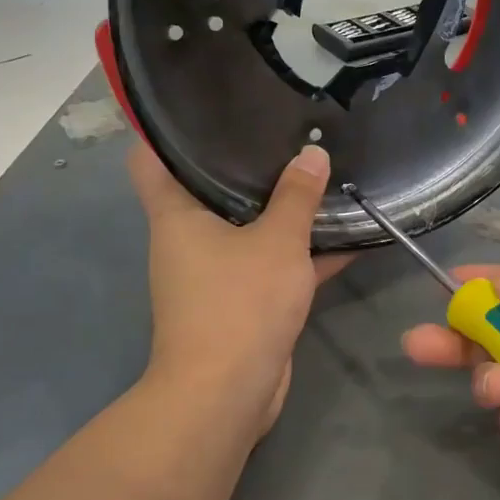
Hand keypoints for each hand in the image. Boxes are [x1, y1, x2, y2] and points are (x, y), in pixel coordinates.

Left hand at [128, 138, 347, 435]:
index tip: (201, 105)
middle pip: (211, 189)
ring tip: (321, 170)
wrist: (229, 394)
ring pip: (251, 228)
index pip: (151, 160)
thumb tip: (312, 153)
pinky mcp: (246, 301)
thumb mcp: (276, 241)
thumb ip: (297, 196)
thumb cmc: (239, 303)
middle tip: (284, 128)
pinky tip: (349, 234)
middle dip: (246, 163)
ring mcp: (218, 273)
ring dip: (282, 209)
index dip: (167, 131)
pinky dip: (305, 252)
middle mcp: (190, 240)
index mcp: (176, 216)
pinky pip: (275, 263)